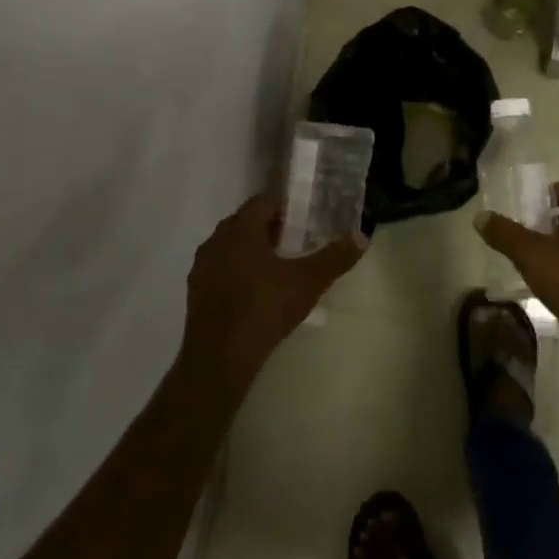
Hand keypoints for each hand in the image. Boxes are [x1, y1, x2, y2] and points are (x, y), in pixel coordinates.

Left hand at [180, 193, 365, 394]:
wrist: (219, 358)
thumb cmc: (264, 309)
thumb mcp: (308, 282)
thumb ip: (335, 257)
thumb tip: (361, 236)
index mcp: (240, 229)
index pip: (263, 201)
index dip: (286, 204)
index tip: (306, 213)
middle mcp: (216, 240)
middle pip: (247, 222)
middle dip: (272, 227)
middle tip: (300, 238)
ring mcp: (202, 267)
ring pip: (233, 247)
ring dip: (255, 250)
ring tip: (281, 265)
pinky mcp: (197, 292)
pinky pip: (223, 269)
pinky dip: (241, 271)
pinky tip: (259, 290)